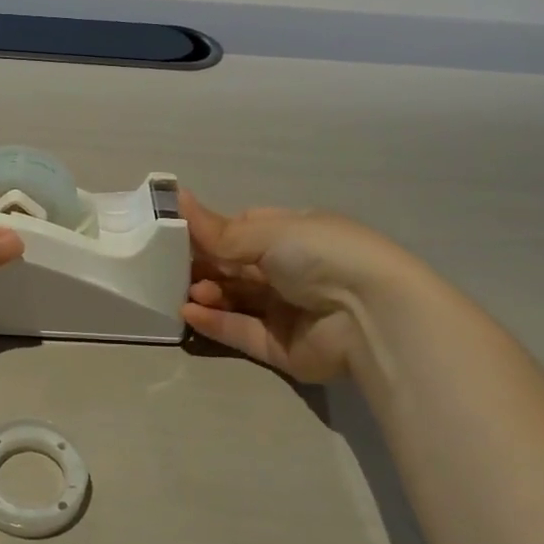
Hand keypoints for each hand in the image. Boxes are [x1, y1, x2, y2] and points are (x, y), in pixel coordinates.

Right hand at [181, 194, 409, 382]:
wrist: (369, 314)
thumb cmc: (320, 255)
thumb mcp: (267, 232)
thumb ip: (218, 230)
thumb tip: (178, 197)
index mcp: (293, 235)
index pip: (242, 231)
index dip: (210, 233)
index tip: (176, 234)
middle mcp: (289, 271)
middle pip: (234, 268)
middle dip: (204, 266)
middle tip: (175, 268)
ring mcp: (284, 310)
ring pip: (234, 300)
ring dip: (208, 294)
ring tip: (191, 293)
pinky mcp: (280, 347)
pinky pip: (240, 332)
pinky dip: (214, 323)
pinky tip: (190, 313)